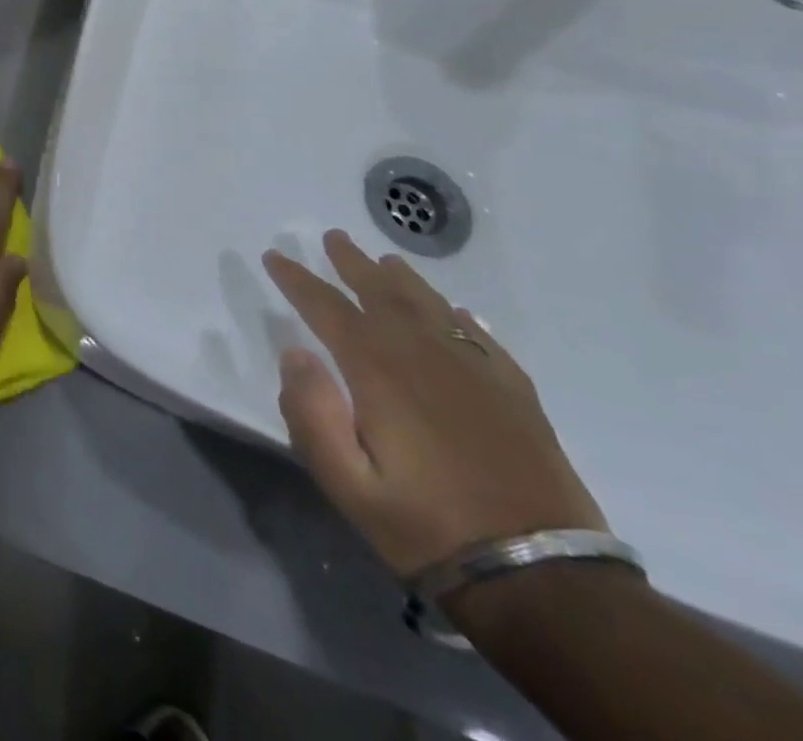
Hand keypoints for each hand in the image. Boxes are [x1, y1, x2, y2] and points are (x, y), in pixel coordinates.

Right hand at [263, 230, 606, 578]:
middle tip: (333, 237)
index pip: (327, 309)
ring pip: (433, 309)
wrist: (544, 582)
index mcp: (380, 373)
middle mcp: (426, 359)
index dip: (298, 279)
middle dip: (353, 264)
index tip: (275, 256)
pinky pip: (483, 342)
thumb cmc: (426, 527)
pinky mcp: (517, 400)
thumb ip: (311, 414)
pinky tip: (456, 314)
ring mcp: (478, 376)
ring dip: (405, 281)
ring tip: (387, 261)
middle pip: (383, 295)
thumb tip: (296, 354)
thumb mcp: (346, 482)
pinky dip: (462, 320)